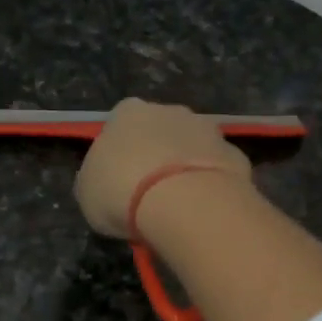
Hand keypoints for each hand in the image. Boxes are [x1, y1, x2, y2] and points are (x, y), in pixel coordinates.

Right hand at [74, 99, 253, 239]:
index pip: (119, 125)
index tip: (119, 181)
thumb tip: (106, 181)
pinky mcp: (234, 153)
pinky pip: (217, 169)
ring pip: (192, 148)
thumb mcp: (87, 193)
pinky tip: (204, 210)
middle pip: (160, 132)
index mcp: (126, 113)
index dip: (120, 154)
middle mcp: (169, 110)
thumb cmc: (121, 192)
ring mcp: (207, 129)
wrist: (183, 202)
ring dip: (185, 169)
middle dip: (157, 156)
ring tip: (179, 206)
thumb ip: (97, 179)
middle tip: (150, 194)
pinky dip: (211, 185)